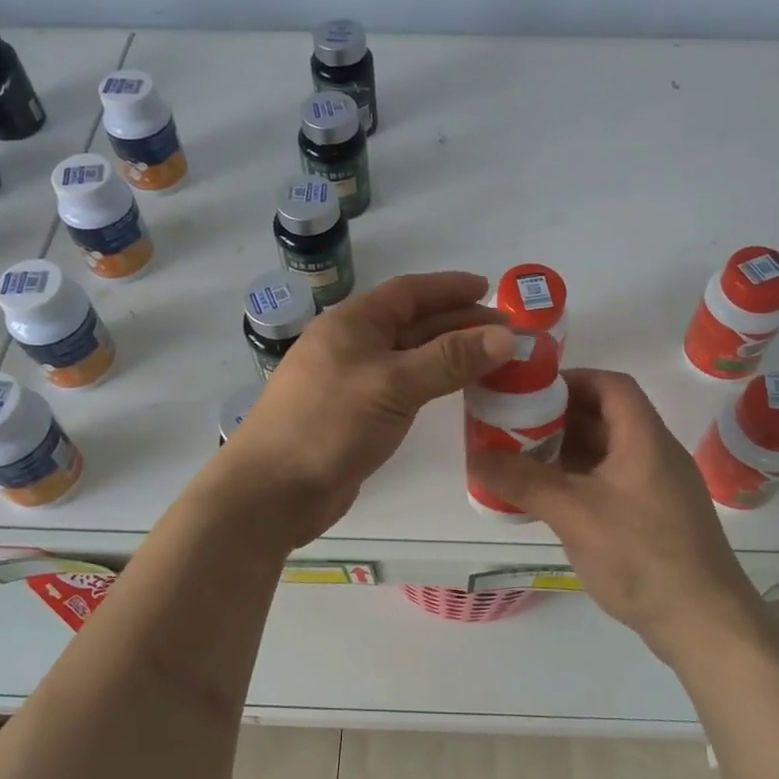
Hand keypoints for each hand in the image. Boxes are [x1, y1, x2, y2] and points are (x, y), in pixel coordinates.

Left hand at [218, 272, 514, 546]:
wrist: (272, 491)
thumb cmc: (329, 424)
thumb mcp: (393, 384)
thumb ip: (450, 359)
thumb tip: (506, 336)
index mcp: (352, 323)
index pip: (409, 292)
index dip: (449, 288)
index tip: (489, 290)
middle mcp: (352, 345)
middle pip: (413, 324)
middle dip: (458, 323)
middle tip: (506, 333)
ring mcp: (352, 382)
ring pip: (410, 358)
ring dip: (449, 355)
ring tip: (492, 360)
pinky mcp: (356, 416)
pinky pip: (404, 389)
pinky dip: (432, 384)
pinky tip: (456, 392)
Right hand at [469, 369, 765, 659]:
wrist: (704, 624)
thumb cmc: (642, 555)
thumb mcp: (574, 513)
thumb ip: (523, 481)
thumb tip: (474, 456)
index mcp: (645, 438)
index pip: (611, 385)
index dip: (572, 379)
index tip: (530, 391)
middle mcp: (655, 454)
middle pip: (606, 417)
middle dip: (559, 417)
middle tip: (515, 426)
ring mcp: (658, 488)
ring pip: (608, 453)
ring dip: (567, 451)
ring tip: (522, 459)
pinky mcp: (655, 517)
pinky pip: (612, 482)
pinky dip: (580, 480)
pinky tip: (550, 499)